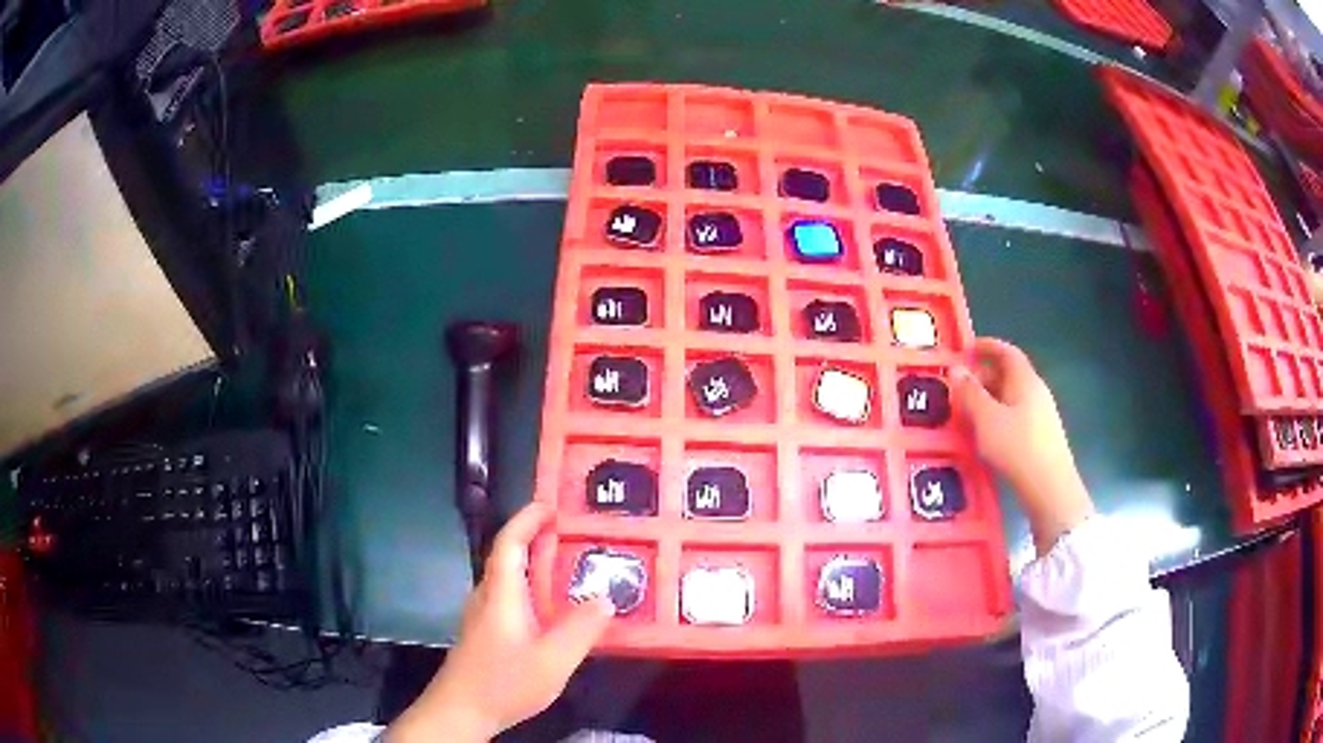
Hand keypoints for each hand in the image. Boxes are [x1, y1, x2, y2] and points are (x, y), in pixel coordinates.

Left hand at [386, 503, 614, 742]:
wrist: (461, 710)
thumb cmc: (503, 681)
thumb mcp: (553, 659)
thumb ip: (581, 629)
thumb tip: (605, 598)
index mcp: (501, 593)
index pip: (509, 542)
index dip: (528, 519)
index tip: (552, 505)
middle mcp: (487, 597)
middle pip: (509, 557)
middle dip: (537, 539)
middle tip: (575, 536)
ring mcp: (483, 617)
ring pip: (510, 580)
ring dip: (536, 567)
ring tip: (571, 570)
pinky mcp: (485, 634)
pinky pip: (511, 599)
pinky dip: (532, 591)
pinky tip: (553, 614)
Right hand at [952, 338, 1093, 554]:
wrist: (1050, 488)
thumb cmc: (1017, 448)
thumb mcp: (986, 420)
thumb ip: (970, 394)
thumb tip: (956, 370)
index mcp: (1025, 380)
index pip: (1007, 352)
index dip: (987, 346)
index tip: (966, 348)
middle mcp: (1035, 392)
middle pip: (1008, 374)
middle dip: (983, 376)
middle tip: (959, 388)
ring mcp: (1041, 415)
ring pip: (1011, 397)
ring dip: (989, 400)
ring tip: (966, 414)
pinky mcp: (1040, 437)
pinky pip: (1015, 416)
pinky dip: (997, 417)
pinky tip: (985, 436)